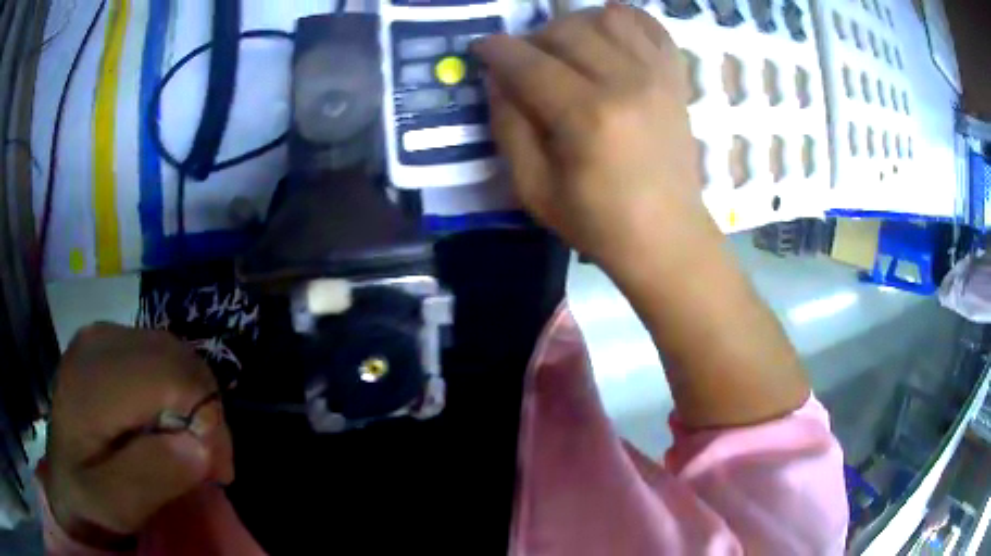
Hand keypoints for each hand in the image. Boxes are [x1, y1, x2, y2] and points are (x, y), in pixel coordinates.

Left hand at [41, 324, 233, 548]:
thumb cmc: (86, 498)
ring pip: (175, 352)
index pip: (170, 376)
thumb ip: (148, 478)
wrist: (62, 477)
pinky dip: (180, 389)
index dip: (207, 419)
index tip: (217, 471)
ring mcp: (103, 334)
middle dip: (207, 411)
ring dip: (196, 401)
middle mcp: (99, 341)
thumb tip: (198, 446)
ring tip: (193, 446)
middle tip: (211, 463)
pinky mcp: (110, 340)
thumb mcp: (113, 506)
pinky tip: (171, 422)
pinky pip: (162, 354)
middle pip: (177, 358)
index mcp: (92, 380)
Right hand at [475, 5, 709, 275]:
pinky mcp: (676, 79)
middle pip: (566, 29)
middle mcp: (626, 83)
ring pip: (607, 17)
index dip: (496, 50)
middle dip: (534, 39)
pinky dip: (626, 21)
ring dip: (576, 25)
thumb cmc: (598, 222)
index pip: (528, 62)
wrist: (667, 236)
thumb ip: (508, 125)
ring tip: (568, 51)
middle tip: (527, 63)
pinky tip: (609, 38)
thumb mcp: (533, 188)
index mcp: (587, 117)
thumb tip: (497, 76)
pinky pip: (651, 26)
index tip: (482, 49)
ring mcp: (658, 76)